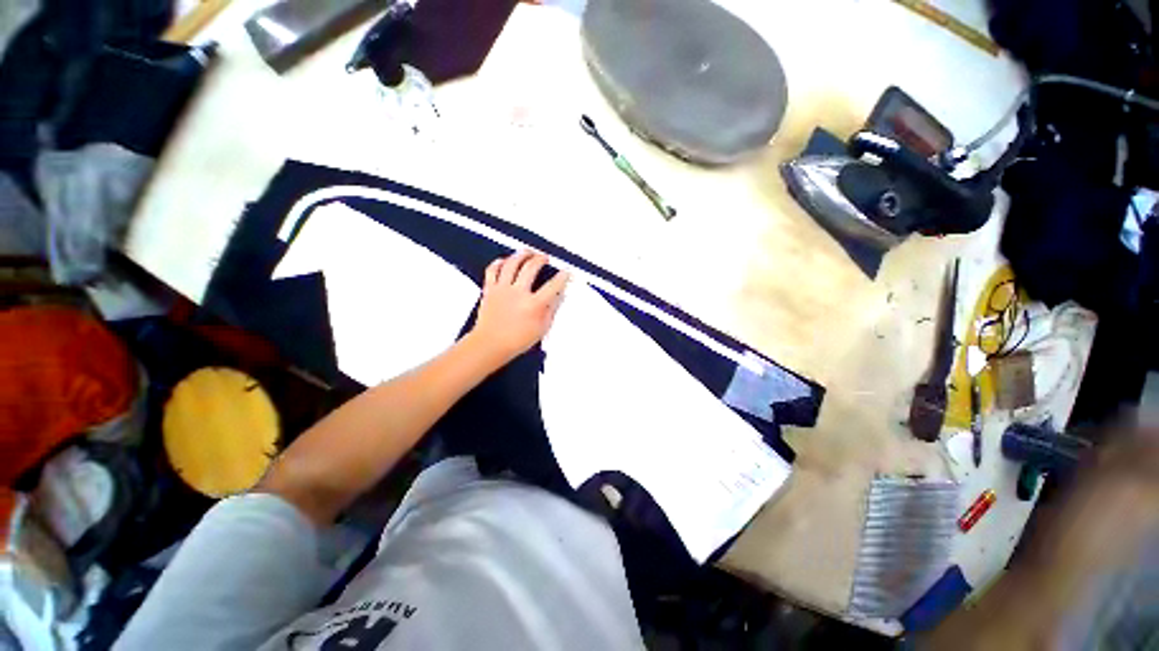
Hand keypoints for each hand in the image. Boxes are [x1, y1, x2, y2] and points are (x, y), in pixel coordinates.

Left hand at [469, 250, 568, 365]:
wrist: (490, 344)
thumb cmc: (517, 340)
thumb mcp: (542, 328)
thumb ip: (551, 310)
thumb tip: (560, 295)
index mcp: (533, 305)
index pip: (553, 286)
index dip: (562, 277)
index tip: (566, 272)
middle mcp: (518, 293)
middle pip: (531, 268)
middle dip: (540, 259)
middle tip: (544, 258)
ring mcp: (502, 289)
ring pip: (511, 264)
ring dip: (521, 255)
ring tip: (527, 252)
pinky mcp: (489, 289)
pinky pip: (492, 270)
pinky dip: (498, 263)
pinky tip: (504, 260)